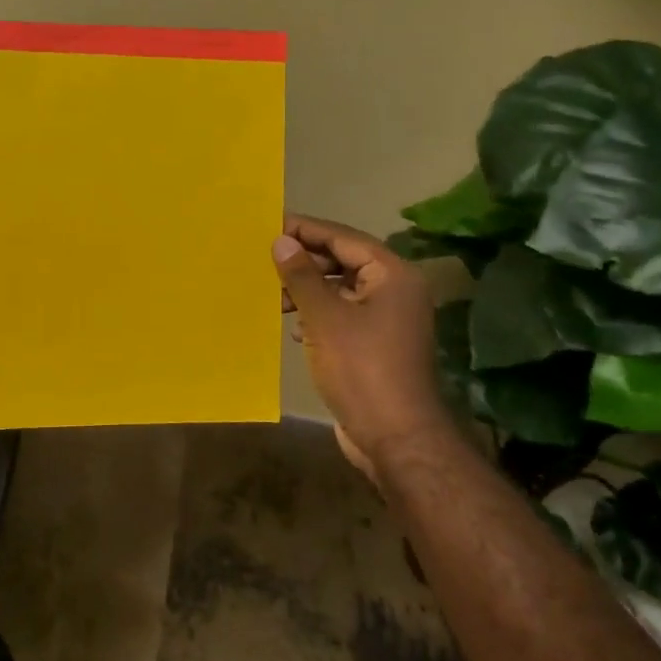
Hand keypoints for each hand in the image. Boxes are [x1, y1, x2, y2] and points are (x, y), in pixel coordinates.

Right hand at [273, 215, 451, 478]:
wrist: (395, 436)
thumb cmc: (361, 369)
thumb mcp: (325, 317)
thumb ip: (302, 276)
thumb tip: (281, 241)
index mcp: (392, 275)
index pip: (344, 238)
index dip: (306, 230)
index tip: (270, 225)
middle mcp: (394, 291)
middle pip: (343, 262)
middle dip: (304, 263)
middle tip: (265, 262)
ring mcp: (387, 320)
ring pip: (340, 291)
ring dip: (307, 291)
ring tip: (274, 297)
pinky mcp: (375, 346)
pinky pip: (342, 317)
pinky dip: (317, 316)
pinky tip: (294, 327)